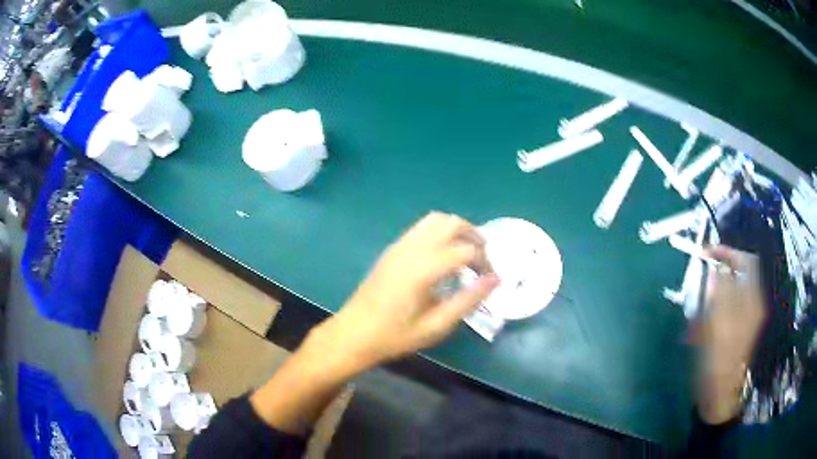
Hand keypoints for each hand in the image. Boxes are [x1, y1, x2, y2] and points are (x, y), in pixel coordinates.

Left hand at [308, 212, 498, 373]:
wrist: (354, 333)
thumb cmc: (396, 335)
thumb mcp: (437, 325)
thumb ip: (468, 300)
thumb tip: (495, 279)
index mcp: (424, 268)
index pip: (466, 249)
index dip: (485, 261)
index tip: (490, 279)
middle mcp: (412, 248)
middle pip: (452, 223)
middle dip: (474, 236)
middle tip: (483, 260)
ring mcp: (400, 245)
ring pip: (436, 219)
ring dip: (457, 230)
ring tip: (466, 255)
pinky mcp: (393, 248)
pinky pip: (422, 227)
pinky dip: (440, 232)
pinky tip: (443, 256)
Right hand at [697, 245, 766, 423]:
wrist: (720, 393)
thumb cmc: (719, 359)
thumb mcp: (718, 323)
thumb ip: (718, 292)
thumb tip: (714, 269)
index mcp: (752, 299)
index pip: (745, 261)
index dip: (727, 252)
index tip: (706, 251)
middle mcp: (751, 304)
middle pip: (735, 277)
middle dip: (715, 279)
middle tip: (698, 287)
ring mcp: (743, 318)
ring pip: (726, 294)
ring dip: (710, 300)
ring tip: (696, 320)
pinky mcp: (734, 329)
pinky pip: (722, 311)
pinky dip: (710, 315)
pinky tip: (699, 331)